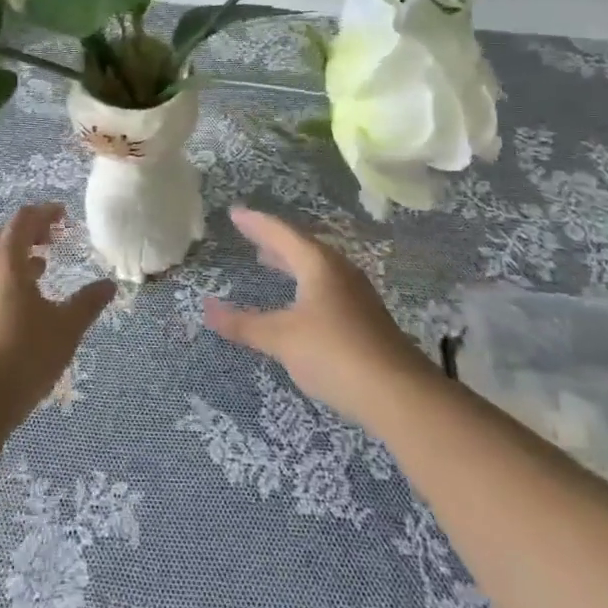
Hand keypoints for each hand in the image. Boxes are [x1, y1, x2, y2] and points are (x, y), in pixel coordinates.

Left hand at [0, 203, 117, 427]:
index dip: (44, 212)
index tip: (64, 215)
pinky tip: (21, 304)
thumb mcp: (65, 328)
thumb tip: (109, 285)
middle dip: (29, 232)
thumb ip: (87, 303)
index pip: (23, 220)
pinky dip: (5, 280)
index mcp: (6, 261)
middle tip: (53, 239)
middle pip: (4, 235)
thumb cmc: (23, 355)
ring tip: (41, 268)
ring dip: (16, 257)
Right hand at [204, 205, 434, 429]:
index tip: (235, 213)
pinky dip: (304, 285)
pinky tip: (300, 303)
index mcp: (318, 264)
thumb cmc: (334, 353)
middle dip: (274, 241)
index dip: (256, 223)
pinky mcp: (365, 320)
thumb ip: (244, 324)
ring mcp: (356, 296)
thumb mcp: (282, 338)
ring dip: (291, 263)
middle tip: (250, 235)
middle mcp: (339, 271)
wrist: (400, 395)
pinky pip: (326, 288)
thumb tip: (207, 308)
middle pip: (301, 247)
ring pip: (316, 269)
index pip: (281, 233)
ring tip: (269, 263)